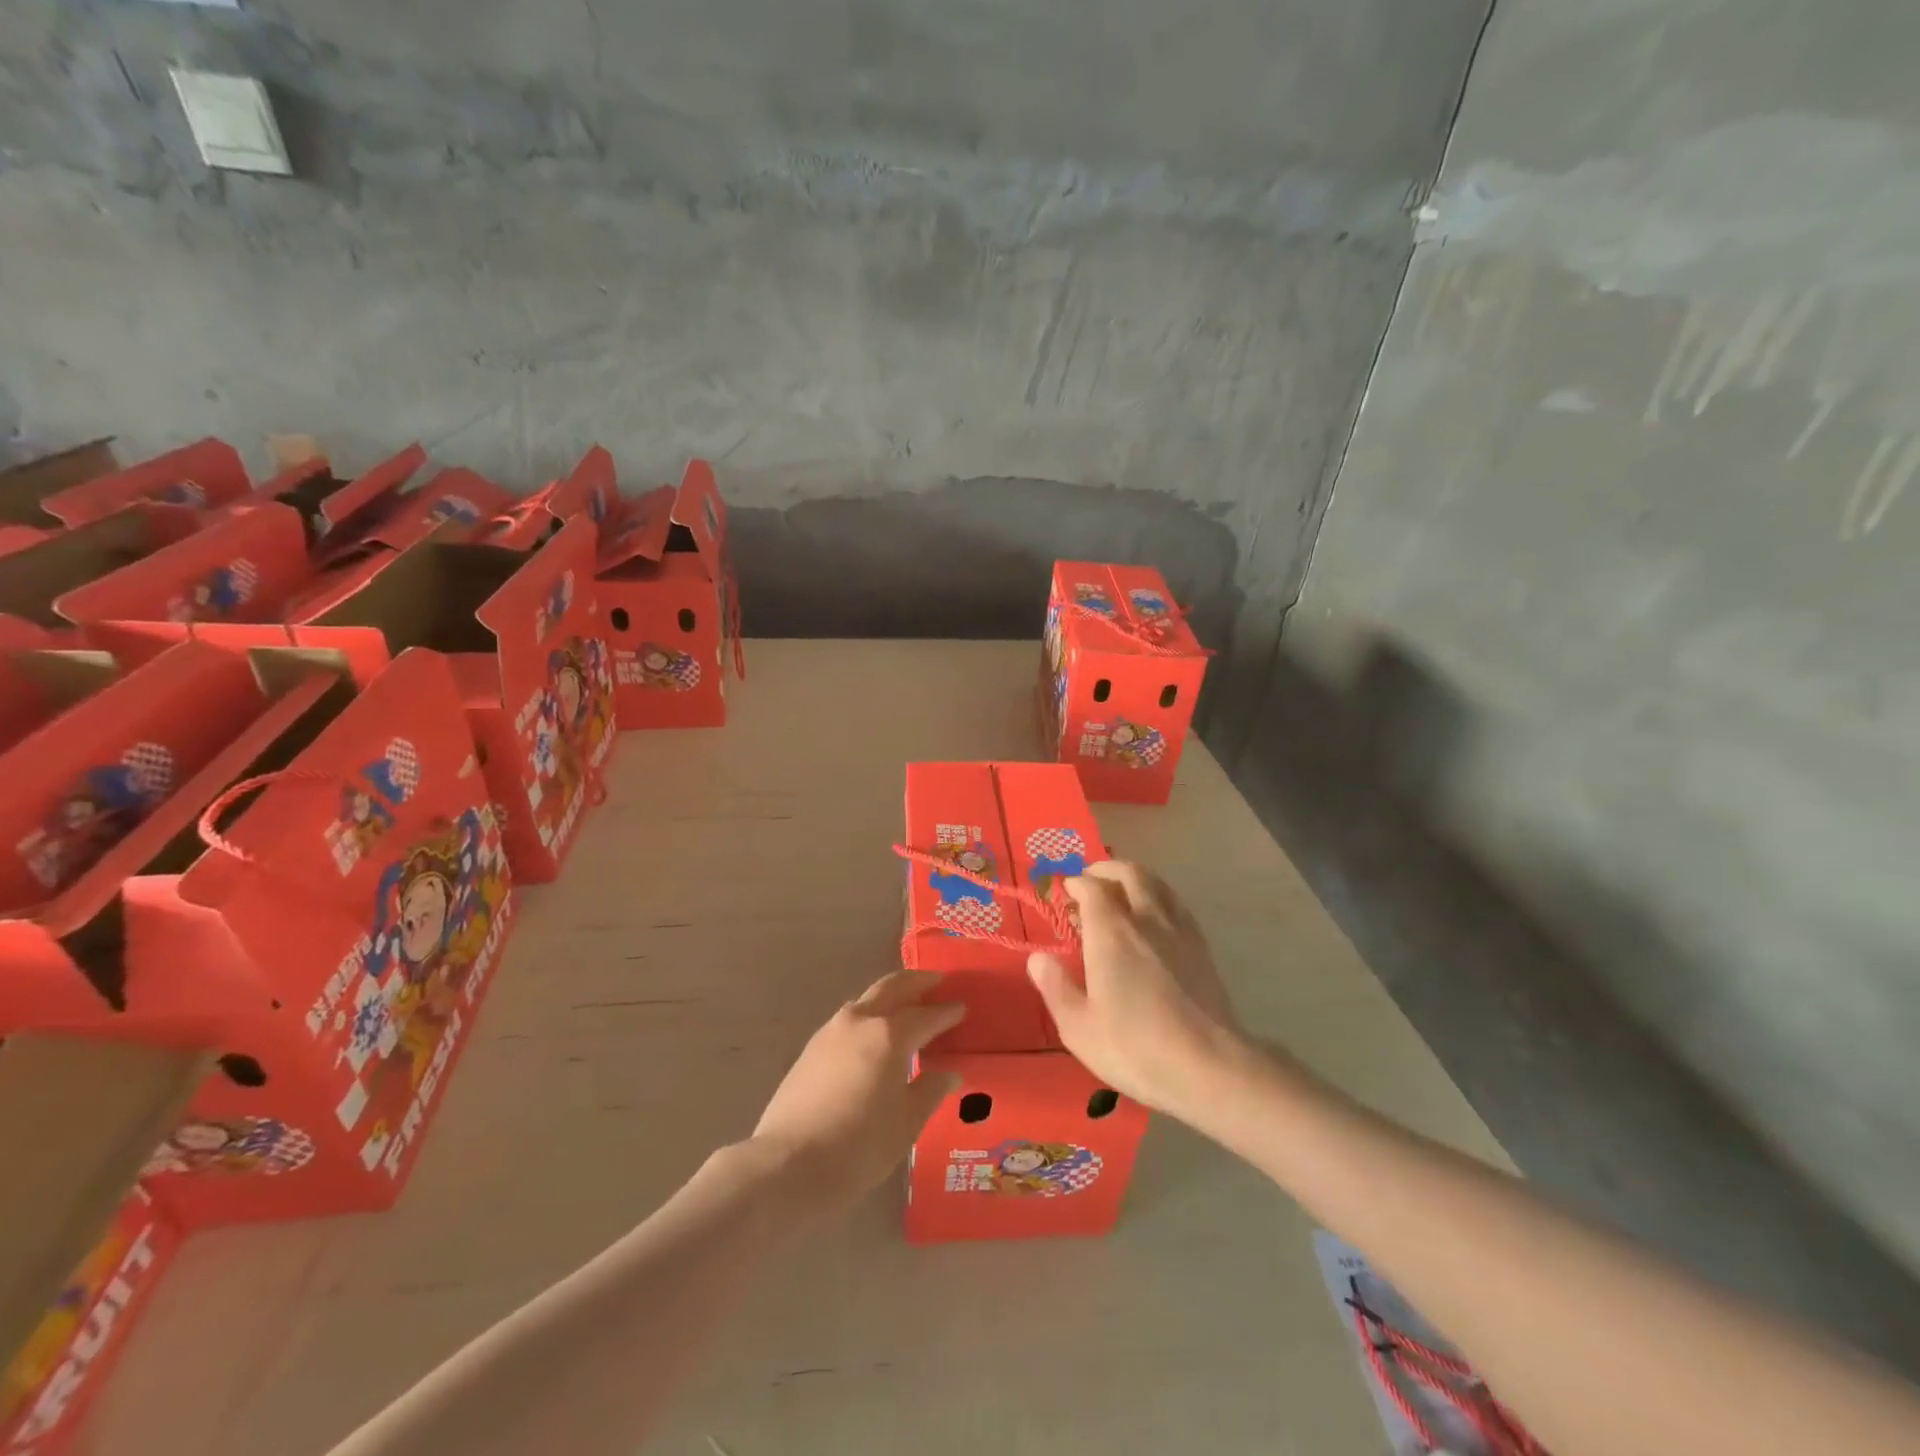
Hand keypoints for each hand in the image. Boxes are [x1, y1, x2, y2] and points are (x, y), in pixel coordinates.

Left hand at [750, 970, 964, 1216]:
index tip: (962, 1006)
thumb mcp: (905, 1124)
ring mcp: (831, 1032)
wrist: (786, 1165)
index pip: (926, 1016)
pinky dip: (869, 1016)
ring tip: (906, 1005)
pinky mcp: (811, 1048)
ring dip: (890, 996)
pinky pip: (849, 1019)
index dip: (947, 1012)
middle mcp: (860, 1021)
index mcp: (889, 1035)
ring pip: (867, 1000)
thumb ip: (930, 1091)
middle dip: (917, 983)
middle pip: (892, 988)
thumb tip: (948, 1073)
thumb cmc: (857, 1147)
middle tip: (937, 981)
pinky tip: (873, 1035)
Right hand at [1027, 862, 1242, 1116]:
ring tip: (1121, 889)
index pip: (1092, 888)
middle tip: (1090, 879)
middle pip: (1129, 873)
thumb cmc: (1136, 1047)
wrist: (1210, 1066)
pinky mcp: (1202, 947)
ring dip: (1135, 877)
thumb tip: (1037, 957)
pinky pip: (1176, 904)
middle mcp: (1146, 919)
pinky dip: (1159, 896)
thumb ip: (1055, 987)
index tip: (1064, 891)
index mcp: (1111, 932)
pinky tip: (1155, 916)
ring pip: (1157, 883)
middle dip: (1106, 869)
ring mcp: (1179, 930)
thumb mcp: (1079, 1027)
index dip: (1075, 884)